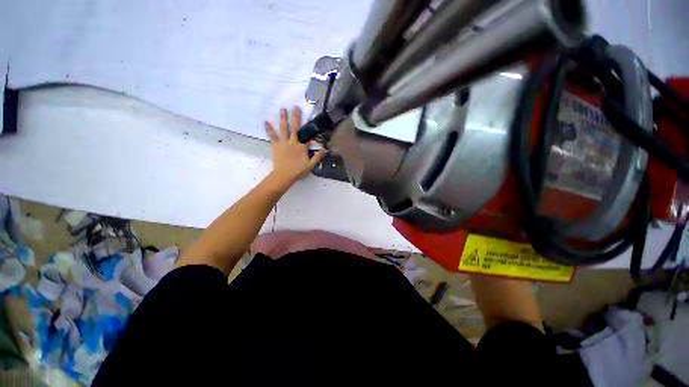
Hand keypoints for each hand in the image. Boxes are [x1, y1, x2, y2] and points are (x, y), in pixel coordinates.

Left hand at [264, 107, 325, 187]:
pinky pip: (272, 136)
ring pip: (284, 129)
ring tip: (283, 109)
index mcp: (302, 147)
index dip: (310, 130)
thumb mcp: (311, 165)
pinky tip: (266, 121)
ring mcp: (283, 143)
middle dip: (296, 117)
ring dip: (283, 118)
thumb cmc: (298, 171)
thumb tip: (325, 149)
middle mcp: (293, 142)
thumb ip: (318, 156)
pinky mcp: (275, 145)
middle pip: (295, 128)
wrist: (284, 175)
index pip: (307, 137)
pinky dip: (269, 129)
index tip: (312, 122)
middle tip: (295, 107)